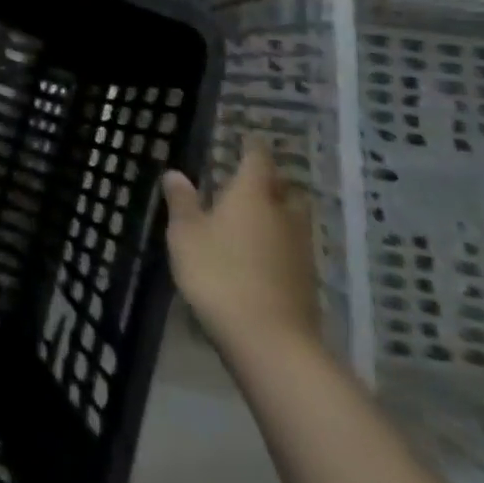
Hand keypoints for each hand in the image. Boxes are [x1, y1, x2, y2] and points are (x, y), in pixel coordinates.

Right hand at [161, 138, 319, 351]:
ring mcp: (300, 250)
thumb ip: (182, 201)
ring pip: (293, 220)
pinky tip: (261, 257)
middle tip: (250, 181)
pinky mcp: (307, 283)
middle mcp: (282, 214)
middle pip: (284, 189)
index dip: (252, 147)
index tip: (247, 140)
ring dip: (278, 215)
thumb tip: (176, 173)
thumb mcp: (186, 234)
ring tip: (254, 219)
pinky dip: (279, 246)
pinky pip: (293, 250)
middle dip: (271, 182)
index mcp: (252, 194)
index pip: (258, 158)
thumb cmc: (220, 274)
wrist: (270, 343)